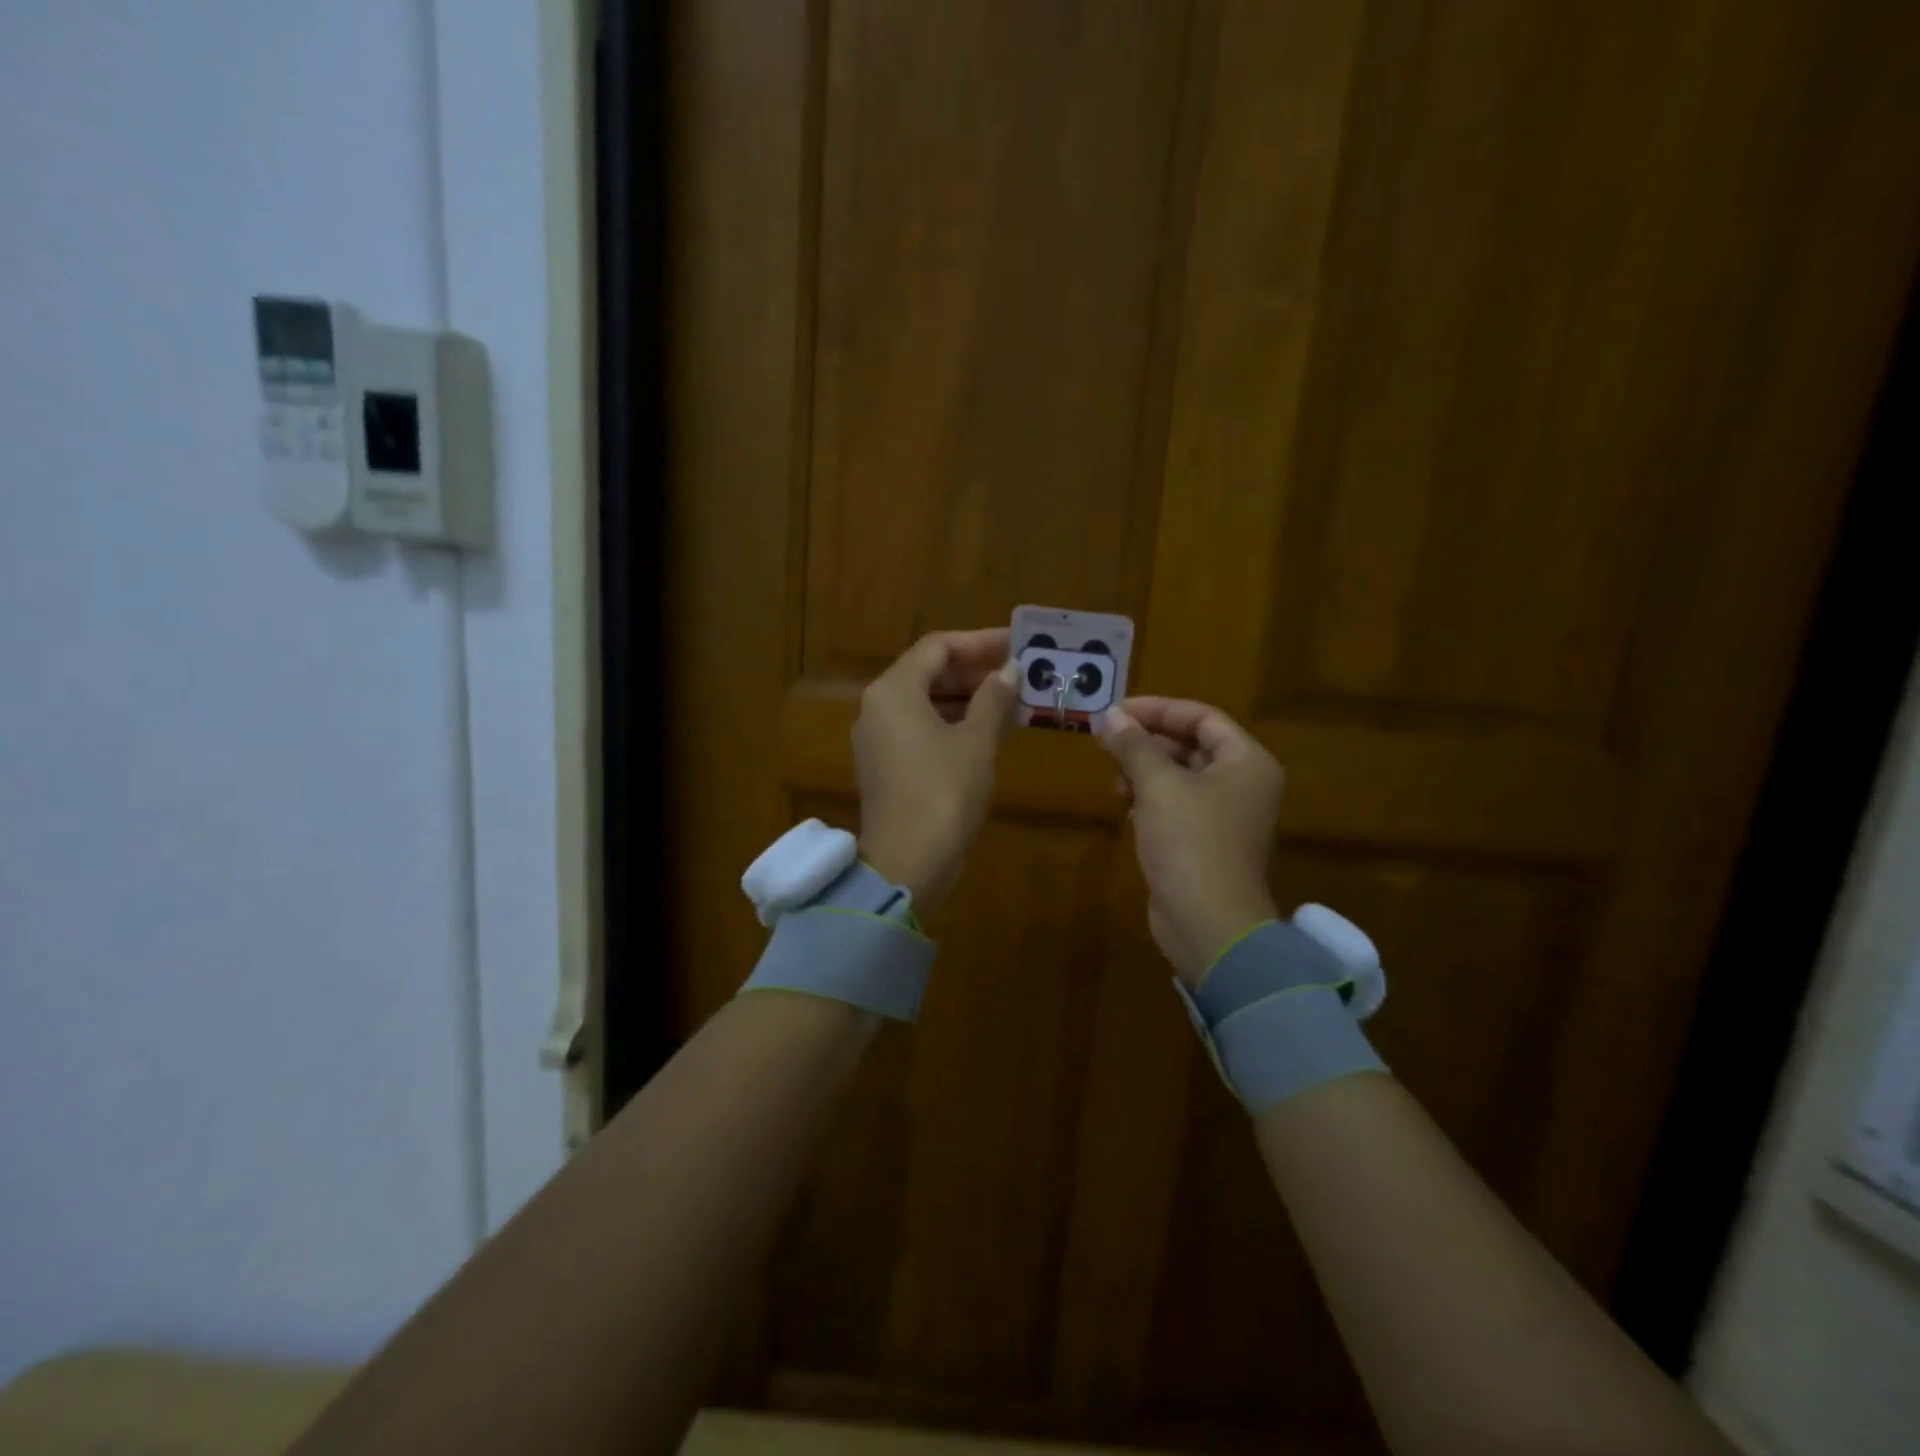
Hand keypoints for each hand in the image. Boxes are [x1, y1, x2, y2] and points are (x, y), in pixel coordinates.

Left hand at [853, 628, 1019, 912]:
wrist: (907, 862)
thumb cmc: (944, 792)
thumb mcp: (977, 741)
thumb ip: (994, 698)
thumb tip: (1011, 670)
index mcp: (893, 691)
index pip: (938, 647)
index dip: (980, 642)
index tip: (1017, 644)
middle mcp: (878, 707)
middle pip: (928, 673)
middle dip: (975, 672)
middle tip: (1018, 674)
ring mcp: (878, 739)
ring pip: (926, 702)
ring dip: (967, 699)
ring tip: (1011, 702)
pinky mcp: (886, 766)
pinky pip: (921, 729)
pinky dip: (953, 724)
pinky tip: (988, 732)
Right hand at [1096, 697, 1284, 985]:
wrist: (1208, 924)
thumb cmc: (1191, 843)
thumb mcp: (1158, 785)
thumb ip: (1134, 745)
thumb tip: (1108, 716)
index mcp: (1246, 762)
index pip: (1202, 718)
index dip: (1158, 709)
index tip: (1116, 712)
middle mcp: (1242, 784)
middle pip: (1190, 745)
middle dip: (1147, 742)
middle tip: (1106, 742)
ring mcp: (1224, 815)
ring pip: (1179, 776)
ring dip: (1144, 771)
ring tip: (1116, 782)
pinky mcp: (1203, 842)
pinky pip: (1175, 805)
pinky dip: (1149, 799)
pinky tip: (1126, 806)